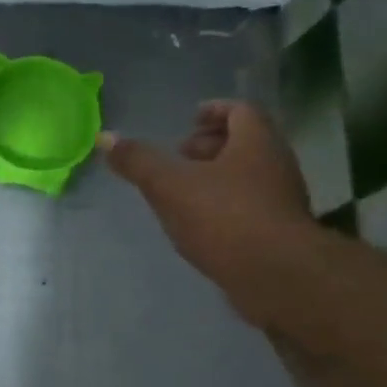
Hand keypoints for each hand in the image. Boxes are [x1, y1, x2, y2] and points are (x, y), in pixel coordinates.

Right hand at [99, 100, 315, 324]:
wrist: (276, 276)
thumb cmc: (224, 218)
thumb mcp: (169, 185)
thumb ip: (138, 161)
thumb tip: (105, 137)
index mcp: (256, 142)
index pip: (241, 110)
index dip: (214, 110)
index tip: (190, 119)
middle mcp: (276, 165)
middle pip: (246, 143)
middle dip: (211, 146)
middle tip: (180, 156)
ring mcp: (281, 201)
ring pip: (248, 177)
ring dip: (217, 178)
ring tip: (183, 193)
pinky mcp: (279, 234)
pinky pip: (250, 208)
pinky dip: (225, 207)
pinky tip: (200, 226)